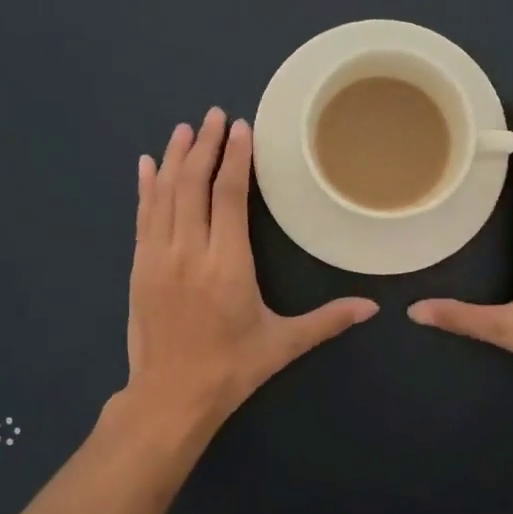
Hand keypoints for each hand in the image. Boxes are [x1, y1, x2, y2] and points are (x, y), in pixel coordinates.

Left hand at [124, 107, 376, 433]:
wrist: (169, 398)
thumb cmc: (231, 369)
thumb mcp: (283, 345)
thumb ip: (327, 320)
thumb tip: (373, 309)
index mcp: (227, 264)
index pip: (229, 196)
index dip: (236, 158)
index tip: (241, 127)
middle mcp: (189, 251)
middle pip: (194, 184)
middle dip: (206, 146)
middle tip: (216, 115)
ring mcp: (157, 257)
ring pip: (164, 194)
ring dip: (175, 157)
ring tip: (187, 129)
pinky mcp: (139, 267)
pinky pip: (142, 217)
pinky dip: (145, 188)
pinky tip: (147, 166)